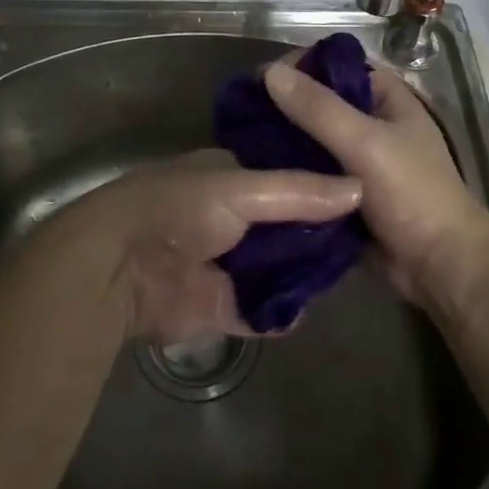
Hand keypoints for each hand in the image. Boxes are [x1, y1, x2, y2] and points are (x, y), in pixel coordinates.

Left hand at [59, 152, 359, 345]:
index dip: (320, 184)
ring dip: (304, 274)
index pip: (286, 176)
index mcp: (231, 177)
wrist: (120, 268)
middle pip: (286, 226)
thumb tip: (360, 188)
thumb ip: (300, 192)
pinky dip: (282, 312)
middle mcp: (232, 217)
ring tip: (352, 273)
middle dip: (318, 234)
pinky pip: (262, 311)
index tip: (365, 190)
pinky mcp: (221, 306)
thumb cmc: (180, 208)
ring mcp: (227, 264)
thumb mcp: (244, 189)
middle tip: (367, 240)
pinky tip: (309, 308)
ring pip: (278, 269)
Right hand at [262, 60, 488, 305]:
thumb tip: (270, 72)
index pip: (333, 65)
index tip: (258, 81)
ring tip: (239, 143)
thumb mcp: (365, 143)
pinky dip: (289, 170)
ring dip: (282, 140)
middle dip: (282, 106)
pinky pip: (310, 170)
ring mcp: (357, 157)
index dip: (297, 67)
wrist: (440, 266)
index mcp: (384, 95)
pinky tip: (257, 172)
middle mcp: (370, 119)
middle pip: (318, 101)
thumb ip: (319, 108)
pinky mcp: (344, 190)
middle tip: (241, 116)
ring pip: (310, 138)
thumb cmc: (412, 193)